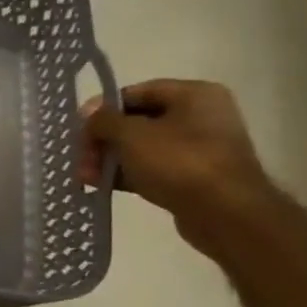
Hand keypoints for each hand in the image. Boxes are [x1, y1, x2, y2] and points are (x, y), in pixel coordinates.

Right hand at [79, 79, 272, 251]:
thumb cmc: (179, 162)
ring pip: (142, 148)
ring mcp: (200, 148)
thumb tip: (88, 113)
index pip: (135, 93)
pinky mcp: (195, 177)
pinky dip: (128, 175)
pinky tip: (103, 186)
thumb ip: (104, 120)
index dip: (103, 109)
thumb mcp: (131, 135)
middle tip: (80, 160)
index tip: (79, 130)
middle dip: (104, 141)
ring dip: (111, 160)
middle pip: (136, 122)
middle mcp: (200, 116)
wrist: (226, 214)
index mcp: (193, 94)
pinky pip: (154, 168)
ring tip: (86, 178)